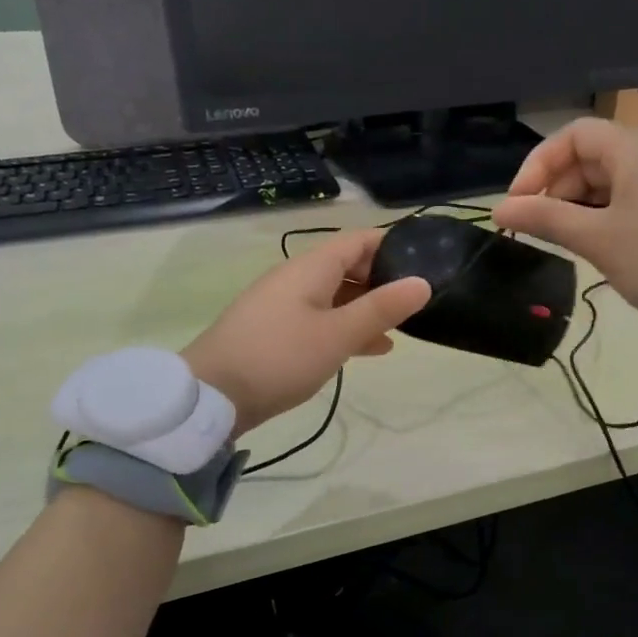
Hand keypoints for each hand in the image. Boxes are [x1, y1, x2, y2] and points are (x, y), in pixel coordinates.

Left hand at [183, 228, 430, 437]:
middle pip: (347, 266)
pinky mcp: (276, 331)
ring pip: (335, 296)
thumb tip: (423, 282)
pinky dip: (346, 327)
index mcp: (311, 268)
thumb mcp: (338, 335)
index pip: (358, 240)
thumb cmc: (279, 357)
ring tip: (401, 328)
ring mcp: (283, 305)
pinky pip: (321, 318)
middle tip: (417, 301)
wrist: (212, 396)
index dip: (392, 245)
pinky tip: (370, 348)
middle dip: (382, 280)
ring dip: (367, 308)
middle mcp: (296, 278)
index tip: (425, 260)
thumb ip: (381, 309)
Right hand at [490, 119, 637, 344]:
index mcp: (634, 155)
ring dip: (571, 206)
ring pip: (602, 184)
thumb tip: (499, 209)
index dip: (540, 161)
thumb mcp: (596, 239)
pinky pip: (619, 205)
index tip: (519, 200)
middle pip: (587, 158)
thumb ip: (545, 218)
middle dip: (553, 186)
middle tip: (533, 226)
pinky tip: (584, 246)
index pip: (576, 134)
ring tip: (554, 240)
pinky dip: (594, 219)